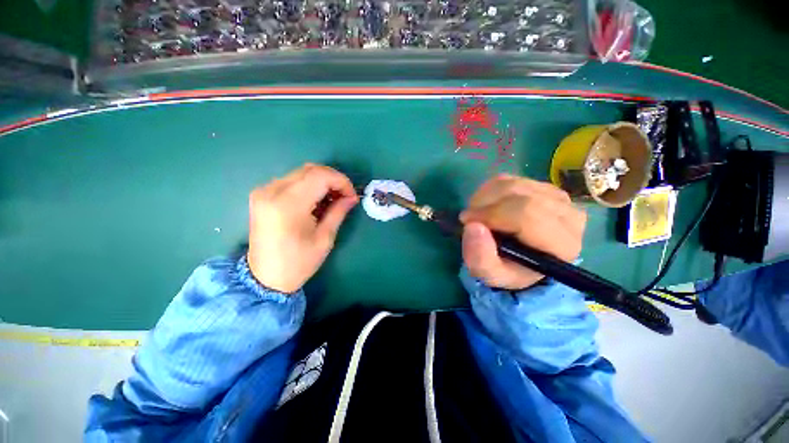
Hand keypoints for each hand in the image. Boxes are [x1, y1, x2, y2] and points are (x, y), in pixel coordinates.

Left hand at [247, 164, 358, 292]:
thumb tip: (352, 197)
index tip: (352, 196)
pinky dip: (309, 185)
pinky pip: (292, 180)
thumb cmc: (298, 262)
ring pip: (302, 173)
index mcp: (288, 205)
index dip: (341, 181)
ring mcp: (263, 191)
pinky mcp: (262, 194)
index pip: (320, 176)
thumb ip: (339, 212)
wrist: (264, 277)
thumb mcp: (325, 238)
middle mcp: (272, 191)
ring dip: (322, 182)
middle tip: (344, 196)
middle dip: (333, 180)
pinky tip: (316, 200)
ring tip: (332, 199)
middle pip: (310, 170)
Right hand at [459, 174, 585, 289]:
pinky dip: (490, 190)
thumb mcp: (490, 274)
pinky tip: (487, 204)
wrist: (521, 258)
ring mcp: (559, 197)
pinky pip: (511, 178)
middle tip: (470, 218)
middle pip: (520, 196)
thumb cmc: (508, 269)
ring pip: (514, 184)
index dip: (491, 215)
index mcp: (562, 245)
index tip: (467, 222)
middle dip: (485, 204)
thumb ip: (481, 258)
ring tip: (477, 213)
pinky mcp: (544, 186)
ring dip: (485, 196)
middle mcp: (570, 216)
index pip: (527, 216)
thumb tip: (473, 226)